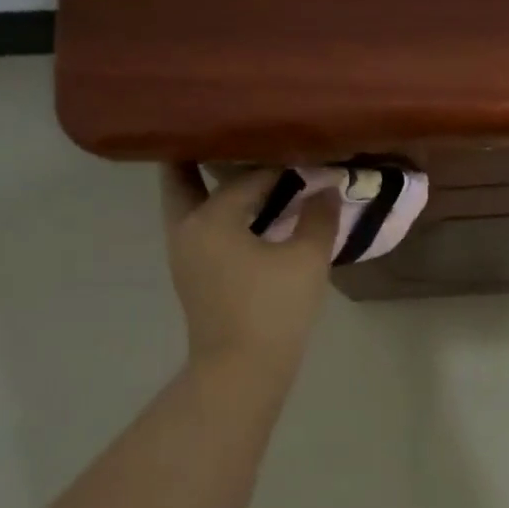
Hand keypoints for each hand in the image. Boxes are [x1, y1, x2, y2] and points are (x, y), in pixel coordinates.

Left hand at [159, 166, 338, 380]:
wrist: (241, 371)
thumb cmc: (272, 310)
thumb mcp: (306, 260)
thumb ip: (318, 218)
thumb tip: (327, 189)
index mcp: (209, 218)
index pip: (245, 178)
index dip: (279, 166)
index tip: (304, 157)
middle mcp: (186, 229)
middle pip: (182, 178)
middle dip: (203, 156)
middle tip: (234, 136)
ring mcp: (184, 254)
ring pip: (189, 204)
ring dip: (210, 186)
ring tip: (245, 170)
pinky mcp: (193, 276)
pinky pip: (200, 227)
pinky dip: (218, 212)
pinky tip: (251, 215)